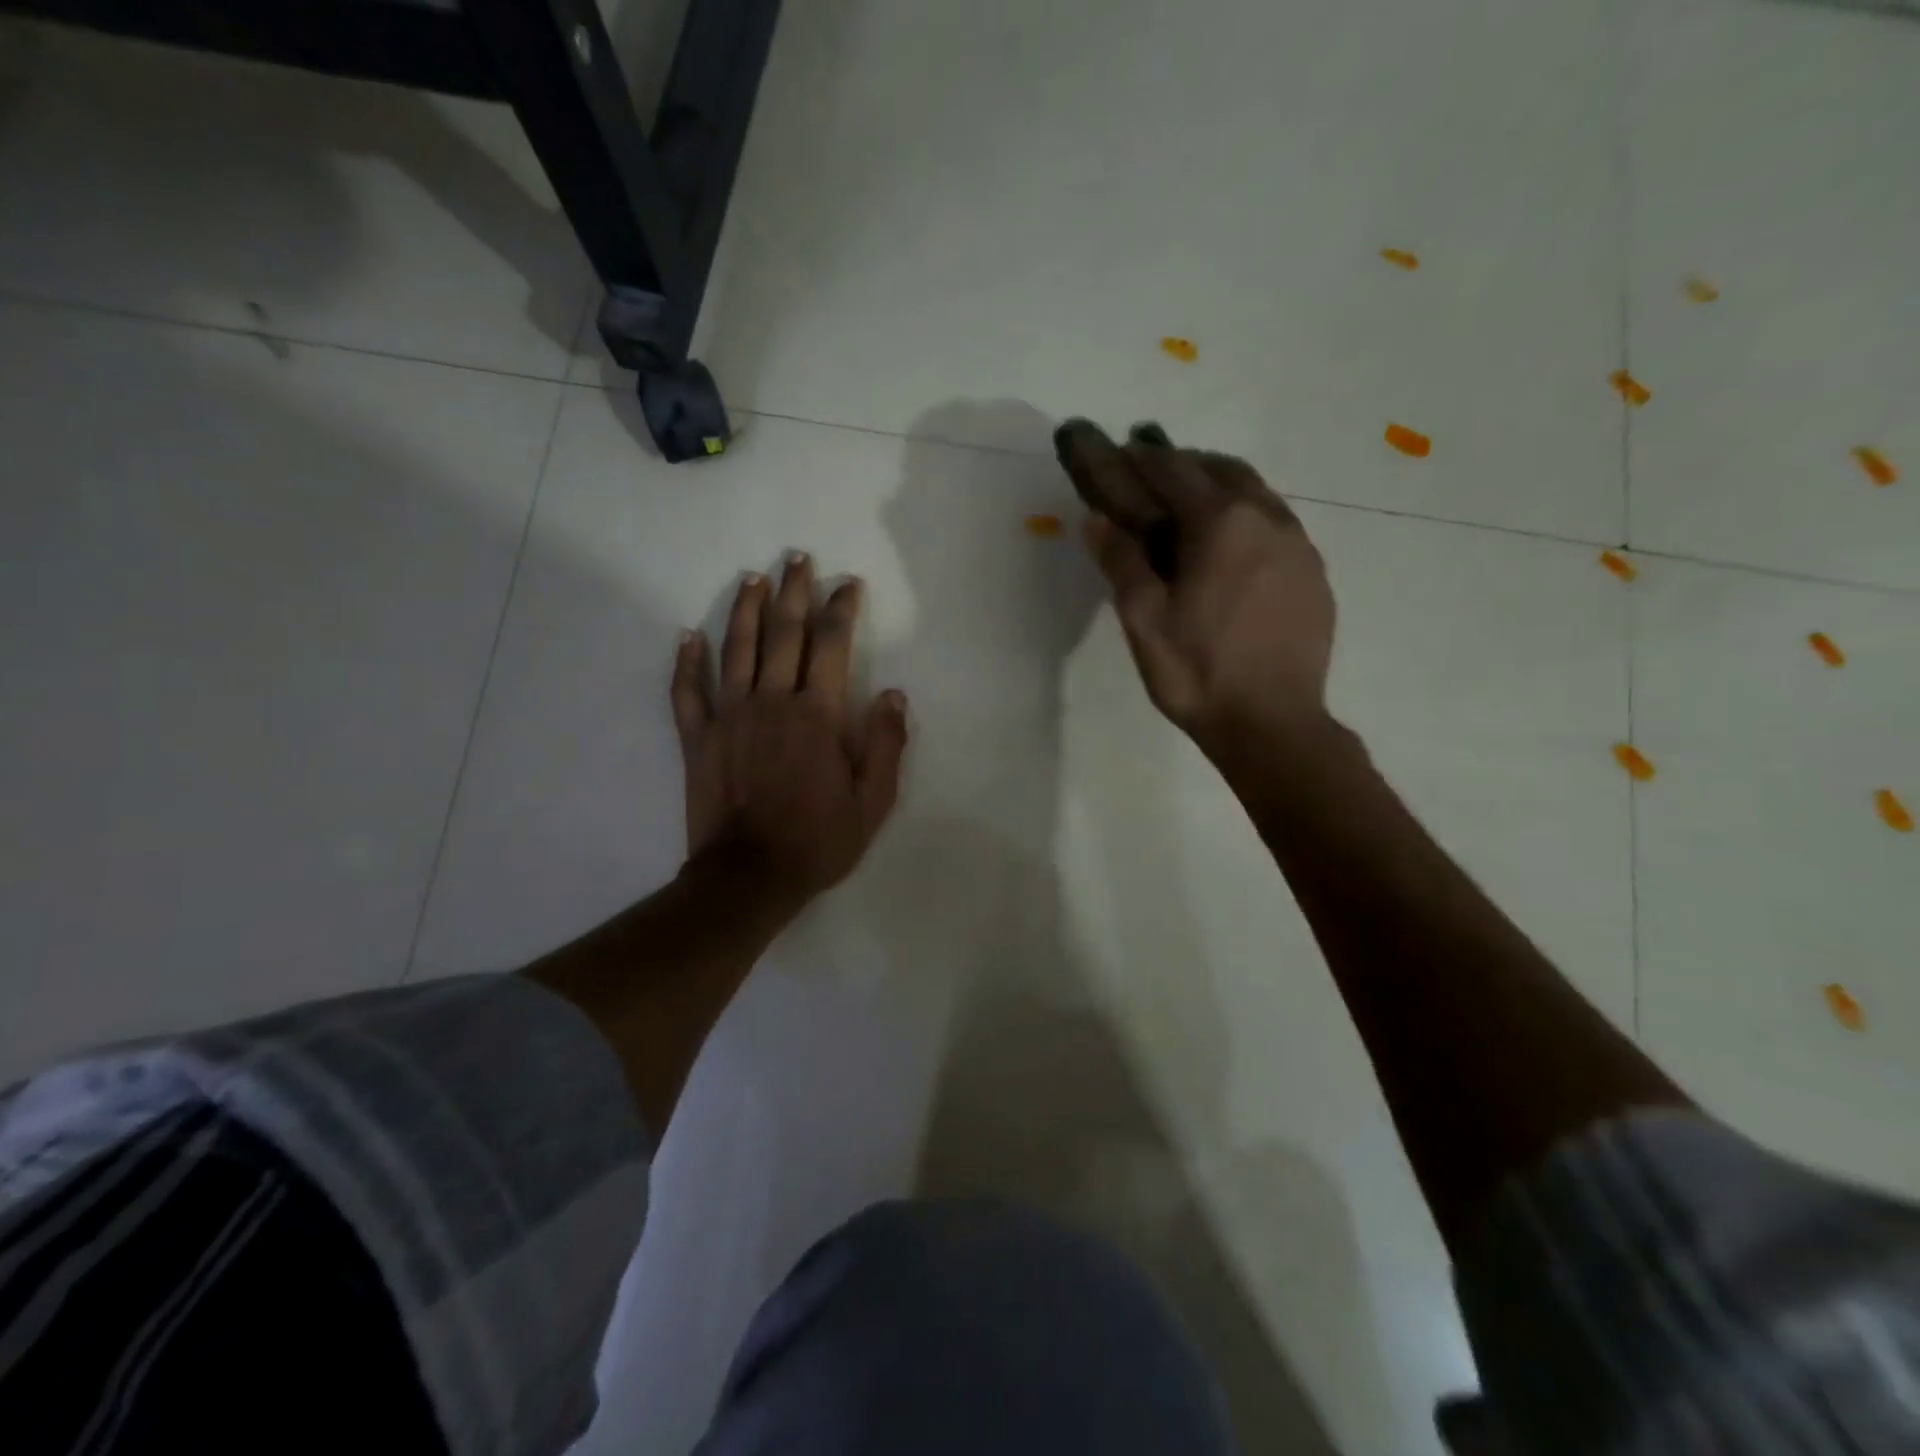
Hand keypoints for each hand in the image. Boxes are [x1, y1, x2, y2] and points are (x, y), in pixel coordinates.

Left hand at [671, 554, 907, 910]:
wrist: (750, 877)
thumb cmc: (818, 841)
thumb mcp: (873, 802)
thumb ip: (887, 744)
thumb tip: (895, 695)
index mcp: (818, 714)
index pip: (832, 645)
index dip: (841, 608)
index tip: (847, 584)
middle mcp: (772, 701)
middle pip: (783, 633)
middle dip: (794, 591)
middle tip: (798, 558)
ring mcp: (730, 716)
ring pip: (736, 649)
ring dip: (745, 609)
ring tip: (753, 578)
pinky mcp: (698, 738)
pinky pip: (688, 691)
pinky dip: (687, 661)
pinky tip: (688, 635)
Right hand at [1059, 421, 1335, 756]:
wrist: (1272, 724)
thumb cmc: (1197, 672)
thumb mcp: (1143, 620)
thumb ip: (1121, 561)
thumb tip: (1097, 518)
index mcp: (1221, 523)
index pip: (1174, 471)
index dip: (1143, 457)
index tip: (1122, 446)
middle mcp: (1268, 519)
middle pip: (1223, 470)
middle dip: (1185, 463)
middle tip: (1154, 471)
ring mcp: (1299, 546)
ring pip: (1257, 495)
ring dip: (1220, 487)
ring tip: (1191, 503)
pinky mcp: (1314, 575)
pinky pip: (1277, 525)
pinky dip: (1247, 518)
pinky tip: (1231, 549)